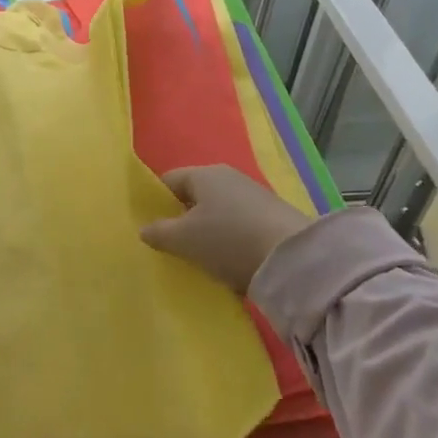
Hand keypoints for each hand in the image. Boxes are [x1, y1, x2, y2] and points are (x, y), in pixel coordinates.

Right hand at [141, 165, 310, 293]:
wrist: (293, 259)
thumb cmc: (228, 240)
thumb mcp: (184, 240)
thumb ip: (159, 233)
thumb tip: (144, 228)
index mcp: (204, 174)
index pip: (168, 180)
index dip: (155, 201)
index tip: (150, 227)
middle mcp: (228, 177)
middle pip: (194, 197)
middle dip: (182, 220)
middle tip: (171, 246)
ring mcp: (253, 196)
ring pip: (217, 213)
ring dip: (207, 233)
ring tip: (199, 259)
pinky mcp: (272, 217)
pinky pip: (239, 226)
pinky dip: (230, 242)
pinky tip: (229, 263)